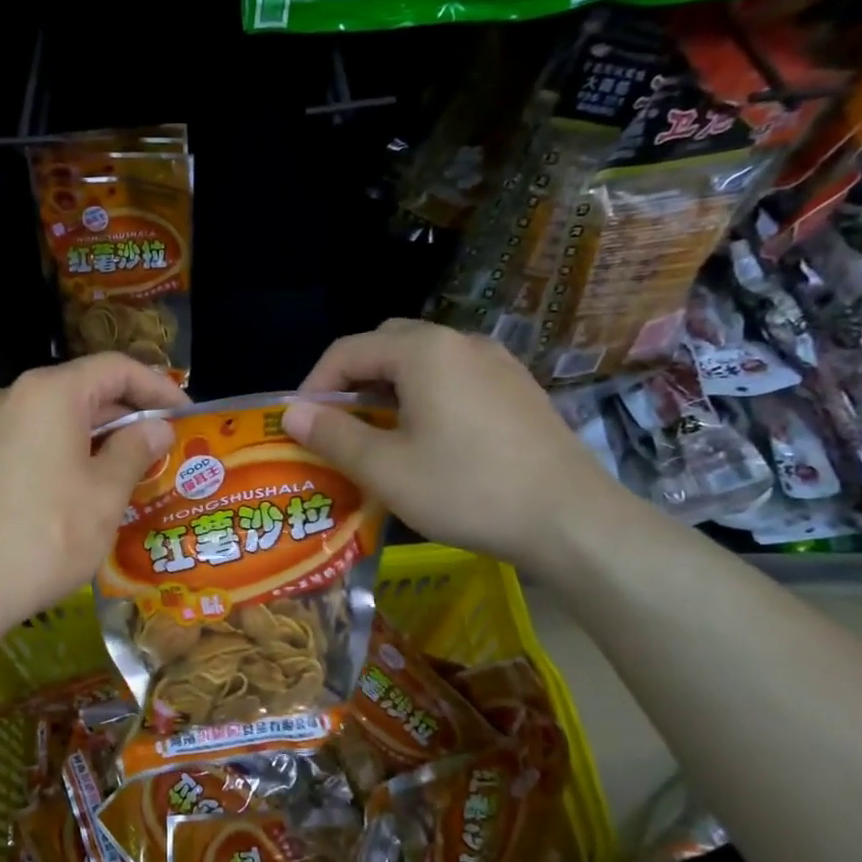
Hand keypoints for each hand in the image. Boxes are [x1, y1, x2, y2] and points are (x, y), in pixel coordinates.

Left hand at [0, 353, 185, 632]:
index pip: (114, 368)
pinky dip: (70, 450)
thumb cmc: (48, 535)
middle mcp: (15, 397)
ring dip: (101, 435)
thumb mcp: (106, 493)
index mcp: (50, 393)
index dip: (156, 386)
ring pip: (60, 417)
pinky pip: (37, 439)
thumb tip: (158, 428)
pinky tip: (92, 483)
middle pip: (85, 388)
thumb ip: (136, 450)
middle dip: (129, 413)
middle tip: (167, 443)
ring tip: (137, 465)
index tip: (186, 413)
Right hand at [284, 320, 622, 570]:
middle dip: (353, 380)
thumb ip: (333, 435)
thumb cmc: (467, 490)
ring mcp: (497, 363)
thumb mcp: (386, 469)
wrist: (570, 519)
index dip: (315, 383)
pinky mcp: (518, 389)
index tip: (299, 424)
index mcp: (424, 352)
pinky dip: (426, 396)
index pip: (349, 349)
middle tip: (338, 425)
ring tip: (379, 436)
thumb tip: (291, 413)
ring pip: (425, 361)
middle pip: (388, 345)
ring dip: (390, 389)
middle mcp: (461, 342)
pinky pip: (456, 378)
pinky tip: (430, 440)